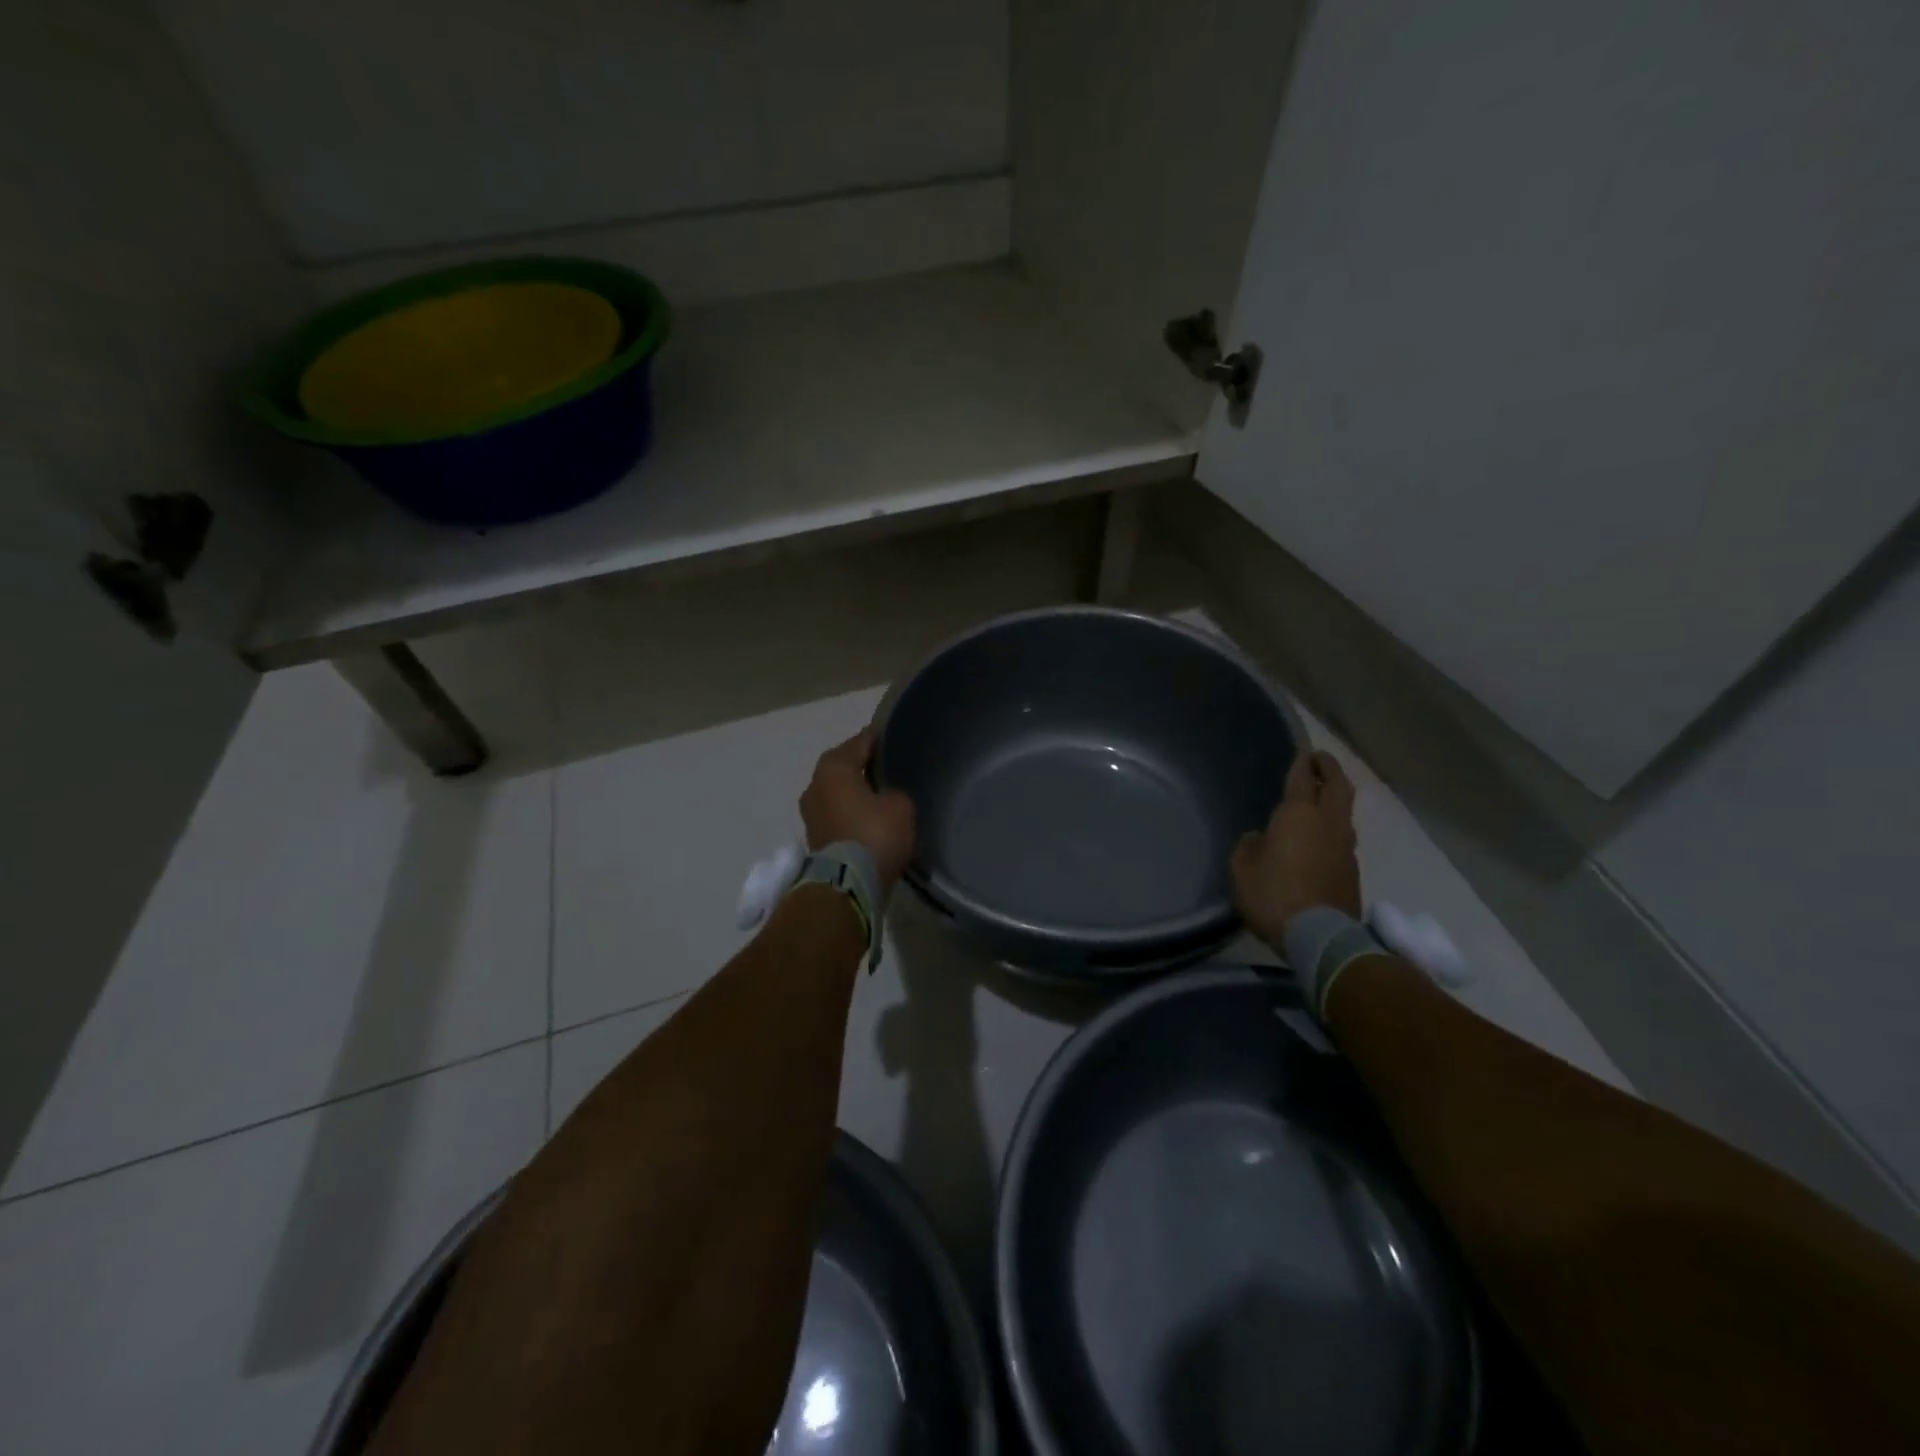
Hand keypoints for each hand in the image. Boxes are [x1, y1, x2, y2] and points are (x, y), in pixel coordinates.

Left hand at [800, 728, 916, 893]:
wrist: (848, 886)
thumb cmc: (874, 835)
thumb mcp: (900, 805)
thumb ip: (894, 792)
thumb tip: (885, 797)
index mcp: (834, 767)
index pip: (860, 742)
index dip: (878, 738)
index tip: (894, 735)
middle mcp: (815, 785)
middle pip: (843, 766)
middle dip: (862, 764)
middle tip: (887, 764)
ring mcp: (811, 813)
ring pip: (837, 792)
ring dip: (854, 791)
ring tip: (880, 792)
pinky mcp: (815, 838)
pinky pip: (837, 814)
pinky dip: (851, 812)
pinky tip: (870, 816)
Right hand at [1231, 749, 1360, 948]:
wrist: (1320, 936)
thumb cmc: (1274, 895)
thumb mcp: (1242, 869)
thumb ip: (1250, 846)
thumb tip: (1261, 839)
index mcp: (1298, 815)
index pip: (1303, 777)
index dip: (1302, 762)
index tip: (1303, 751)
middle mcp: (1327, 823)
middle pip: (1338, 786)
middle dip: (1330, 769)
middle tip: (1320, 760)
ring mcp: (1345, 846)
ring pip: (1345, 811)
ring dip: (1336, 797)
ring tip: (1322, 796)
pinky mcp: (1353, 869)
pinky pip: (1344, 836)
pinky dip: (1335, 826)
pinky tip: (1322, 835)